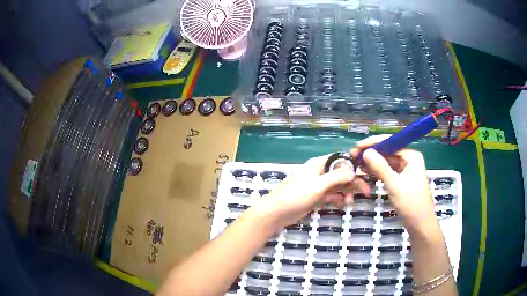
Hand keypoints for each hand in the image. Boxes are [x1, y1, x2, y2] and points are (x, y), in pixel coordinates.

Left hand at [257, 155, 369, 229]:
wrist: (276, 213)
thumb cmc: (296, 195)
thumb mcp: (318, 185)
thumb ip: (336, 177)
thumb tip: (353, 170)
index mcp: (318, 164)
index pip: (340, 160)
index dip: (353, 165)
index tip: (365, 173)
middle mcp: (319, 173)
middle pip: (341, 174)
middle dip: (353, 182)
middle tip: (366, 192)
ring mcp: (317, 186)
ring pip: (337, 187)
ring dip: (346, 192)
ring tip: (350, 202)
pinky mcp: (315, 198)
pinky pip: (331, 196)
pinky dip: (338, 199)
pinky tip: (342, 204)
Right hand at [351, 135, 437, 232]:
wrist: (420, 225)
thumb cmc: (411, 204)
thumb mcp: (395, 185)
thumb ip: (380, 167)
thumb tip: (366, 152)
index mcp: (411, 156)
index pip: (391, 143)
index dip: (373, 143)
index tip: (357, 147)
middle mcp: (409, 159)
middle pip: (388, 151)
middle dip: (371, 153)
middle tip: (353, 155)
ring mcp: (405, 169)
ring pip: (386, 161)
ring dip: (372, 162)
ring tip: (356, 163)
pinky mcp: (401, 179)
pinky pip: (387, 171)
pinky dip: (377, 171)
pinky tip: (365, 171)